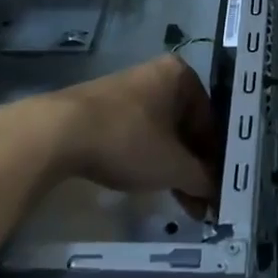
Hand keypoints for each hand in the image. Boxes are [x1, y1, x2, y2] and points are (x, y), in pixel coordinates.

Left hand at [30, 54, 220, 204]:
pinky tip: (150, 184)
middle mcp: (158, 75)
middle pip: (187, 126)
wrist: (59, 132)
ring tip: (181, 203)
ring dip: (174, 167)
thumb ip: (203, 178)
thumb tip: (218, 192)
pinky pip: (140, 133)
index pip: (211, 120)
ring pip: (164, 132)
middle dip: (195, 166)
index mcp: (181, 75)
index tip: (218, 191)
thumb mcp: (173, 165)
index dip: (217, 159)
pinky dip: (150, 158)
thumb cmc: (128, 139)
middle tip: (201, 203)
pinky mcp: (107, 107)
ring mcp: (130, 89)